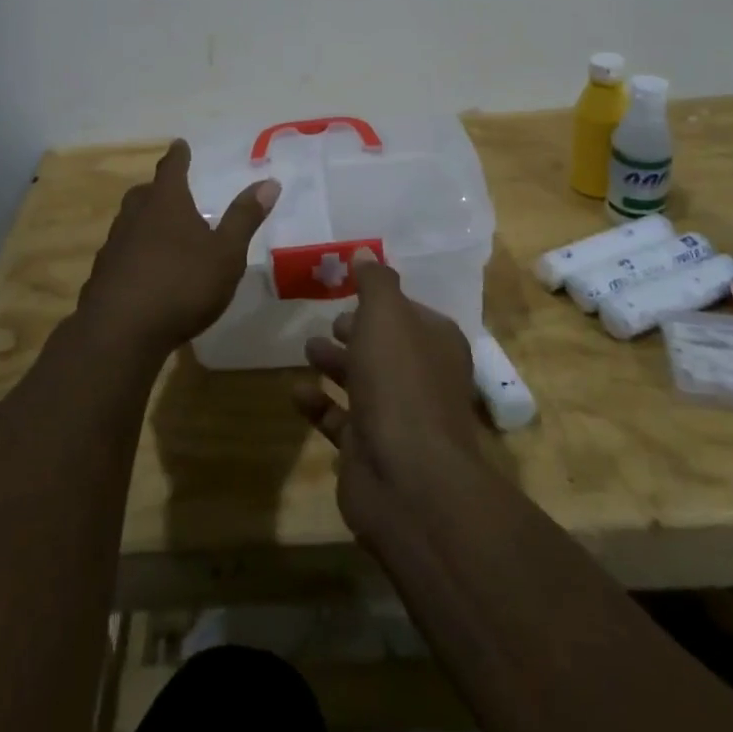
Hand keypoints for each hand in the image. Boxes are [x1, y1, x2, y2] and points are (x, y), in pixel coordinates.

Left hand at [75, 140, 278, 360]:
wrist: (120, 331)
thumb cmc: (182, 284)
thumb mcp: (226, 253)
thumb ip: (245, 218)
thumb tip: (269, 181)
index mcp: (166, 203)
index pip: (172, 168)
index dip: (178, 156)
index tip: (180, 144)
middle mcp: (135, 216)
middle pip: (145, 193)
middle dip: (158, 189)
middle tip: (171, 191)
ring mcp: (114, 245)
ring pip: (129, 222)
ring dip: (144, 221)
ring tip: (160, 230)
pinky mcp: (102, 275)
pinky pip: (121, 253)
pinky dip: (133, 253)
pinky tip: (144, 271)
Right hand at [292, 250, 486, 540]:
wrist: (407, 479)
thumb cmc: (399, 382)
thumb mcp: (386, 315)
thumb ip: (375, 282)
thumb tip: (366, 252)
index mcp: (436, 343)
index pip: (410, 312)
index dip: (382, 301)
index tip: (349, 288)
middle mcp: (422, 378)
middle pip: (386, 347)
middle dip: (357, 332)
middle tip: (328, 321)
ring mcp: (397, 418)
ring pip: (363, 382)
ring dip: (335, 364)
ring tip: (307, 349)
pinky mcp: (370, 451)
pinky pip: (340, 420)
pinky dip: (319, 404)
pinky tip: (296, 392)